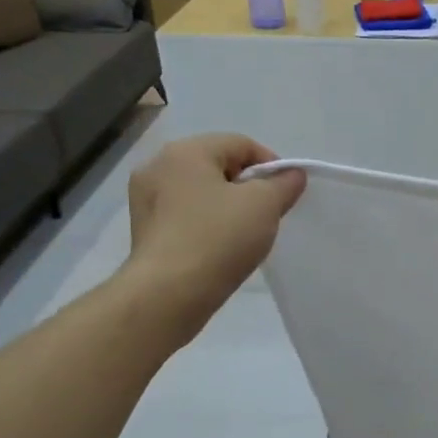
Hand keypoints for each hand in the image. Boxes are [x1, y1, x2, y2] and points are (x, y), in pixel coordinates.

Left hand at [121, 135, 304, 334]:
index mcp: (185, 151)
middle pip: (217, 165)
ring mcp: (145, 199)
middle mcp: (158, 166)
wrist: (168, 294)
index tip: (286, 193)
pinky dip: (206, 224)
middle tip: (269, 214)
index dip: (271, 164)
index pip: (240, 143)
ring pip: (200, 192)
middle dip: (248, 186)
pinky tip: (220, 247)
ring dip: (227, 206)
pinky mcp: (144, 230)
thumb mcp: (264, 205)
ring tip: (246, 234)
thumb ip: (283, 184)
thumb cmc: (218, 238)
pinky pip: (185, 215)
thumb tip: (292, 175)